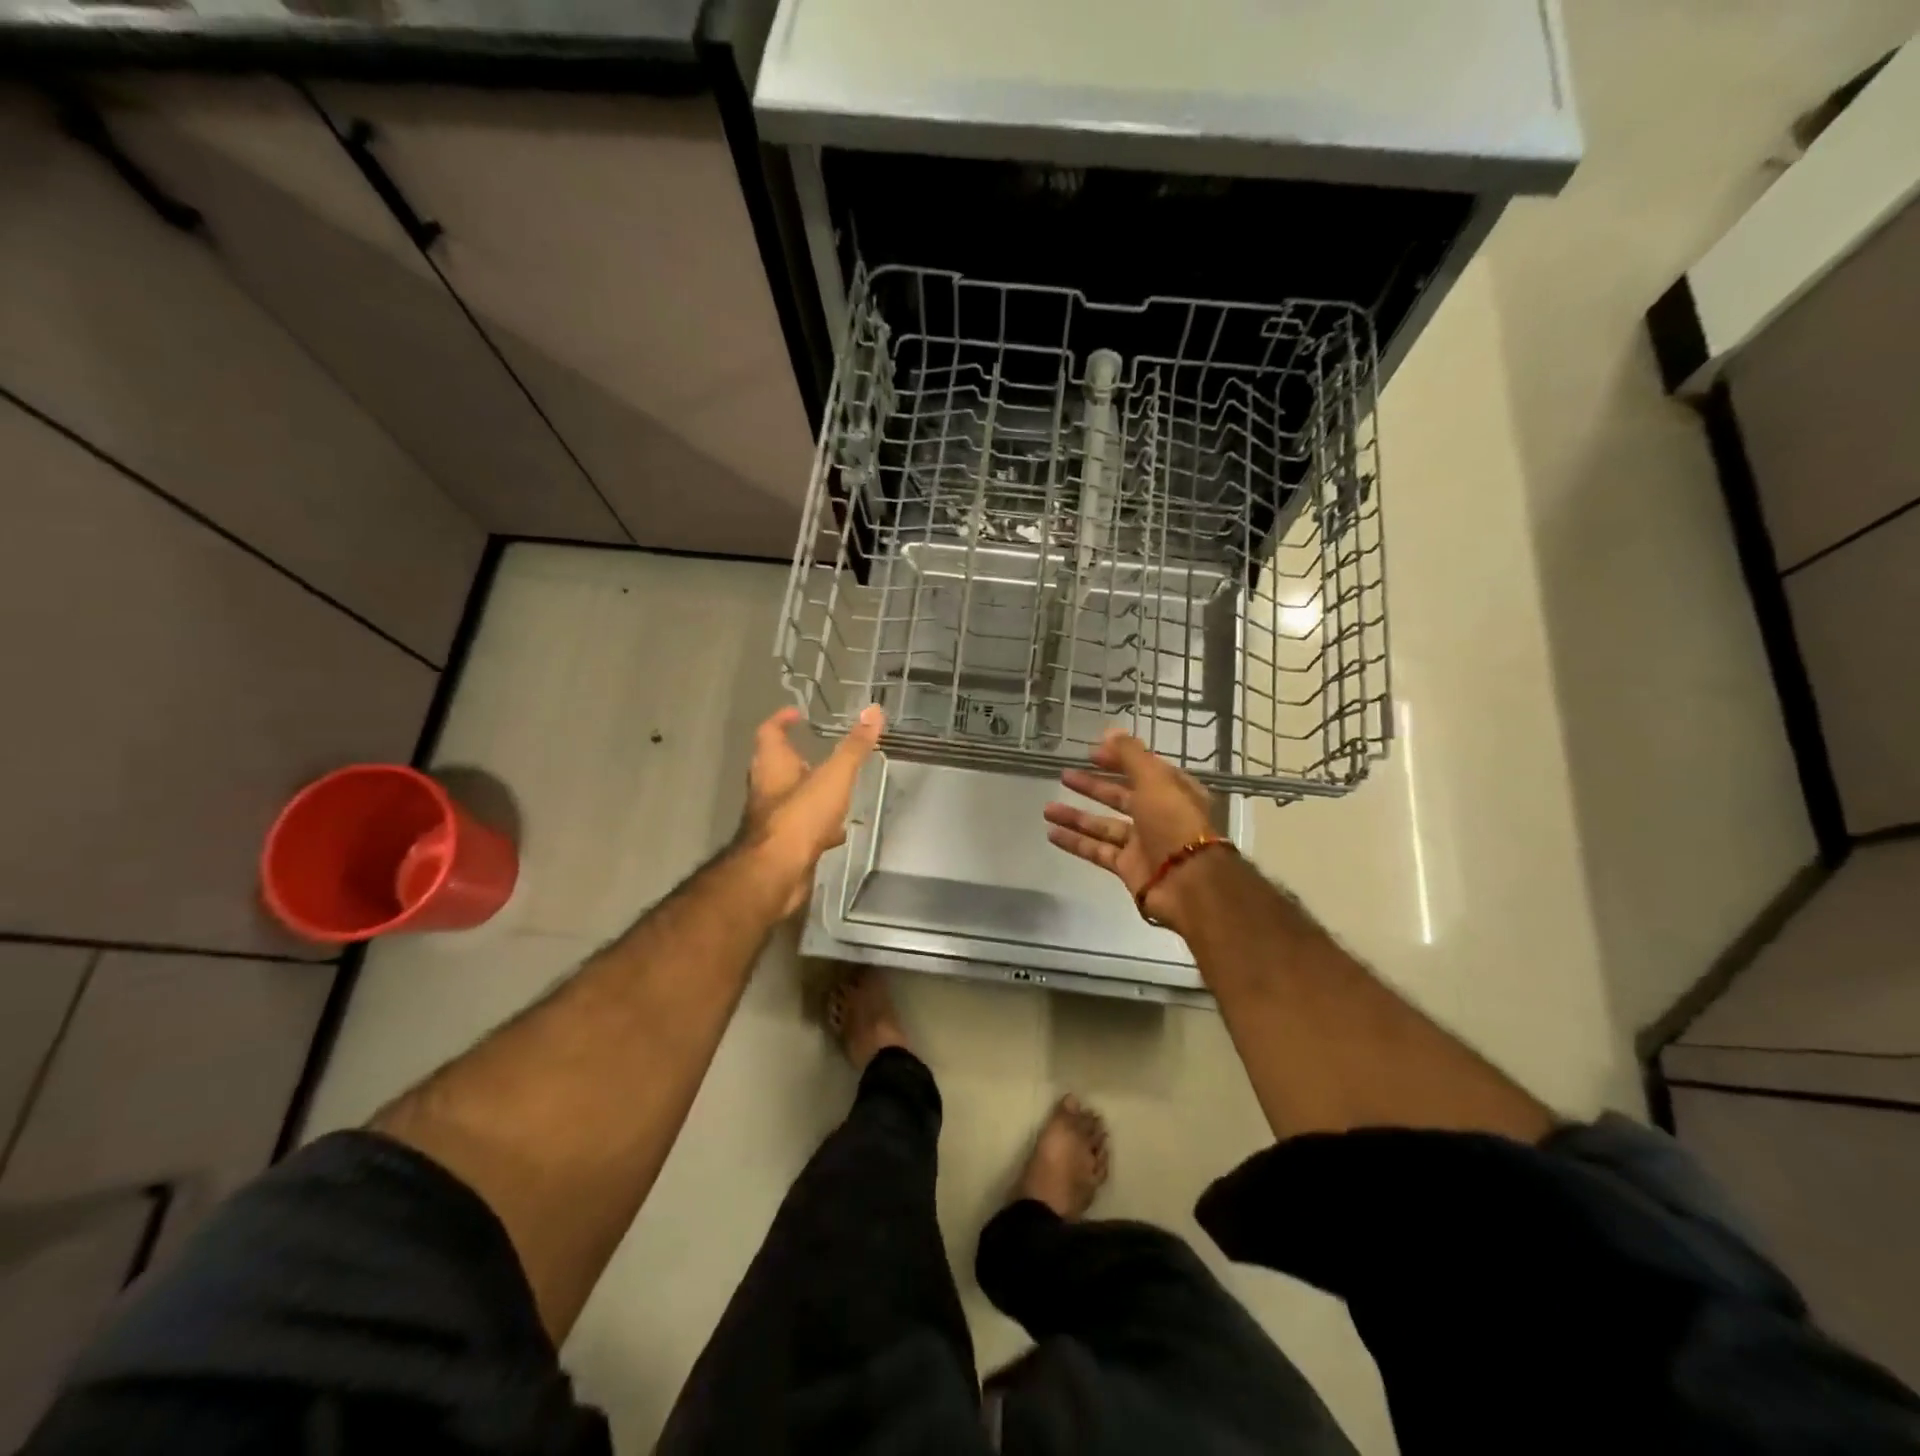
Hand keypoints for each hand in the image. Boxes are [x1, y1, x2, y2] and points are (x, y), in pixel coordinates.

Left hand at [737, 704, 884, 916]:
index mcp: (773, 765)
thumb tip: (874, 710)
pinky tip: (838, 832)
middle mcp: (767, 788)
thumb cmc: (801, 815)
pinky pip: (801, 828)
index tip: (797, 714)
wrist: (777, 873)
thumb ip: (854, 746)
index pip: (770, 732)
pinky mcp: (782, 845)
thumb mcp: (834, 776)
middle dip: (798, 758)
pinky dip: (819, 826)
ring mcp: (773, 819)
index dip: (781, 720)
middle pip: (778, 766)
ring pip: (792, 798)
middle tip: (819, 752)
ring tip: (836, 791)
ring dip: (810, 793)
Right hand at [1043, 729, 1218, 930]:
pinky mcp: (1129, 868)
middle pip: (1121, 797)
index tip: (1090, 753)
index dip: (1118, 759)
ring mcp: (1143, 843)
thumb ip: (1130, 755)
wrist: (1188, 882)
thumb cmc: (1174, 822)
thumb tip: (1109, 731)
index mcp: (1173, 791)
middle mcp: (1159, 815)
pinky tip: (1051, 833)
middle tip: (1064, 776)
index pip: (1143, 769)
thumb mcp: (1155, 779)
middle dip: (1093, 786)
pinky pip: (1098, 851)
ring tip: (1046, 808)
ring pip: (1104, 826)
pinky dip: (1076, 842)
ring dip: (1077, 816)